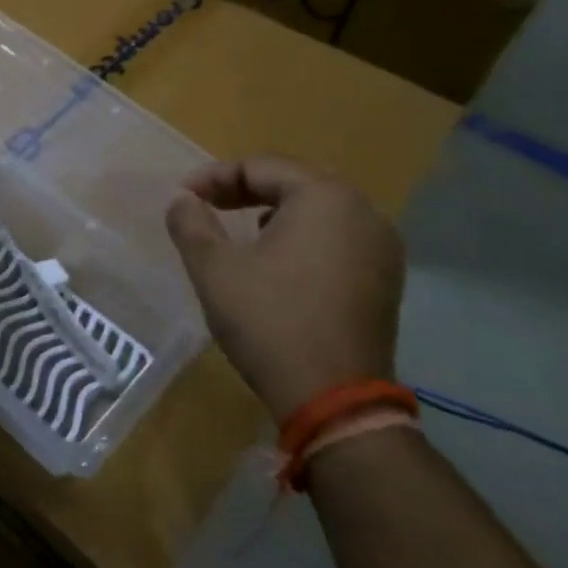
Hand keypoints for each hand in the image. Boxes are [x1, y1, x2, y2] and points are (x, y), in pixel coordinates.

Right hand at [165, 155, 403, 422]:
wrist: (335, 400)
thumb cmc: (270, 322)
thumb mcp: (214, 268)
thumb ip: (191, 223)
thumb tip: (182, 200)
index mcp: (325, 198)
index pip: (261, 167)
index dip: (214, 177)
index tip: (182, 196)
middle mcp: (364, 211)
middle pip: (295, 181)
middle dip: (246, 189)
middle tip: (206, 204)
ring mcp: (382, 247)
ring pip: (319, 209)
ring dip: (275, 210)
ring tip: (239, 229)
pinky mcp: (386, 279)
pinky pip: (338, 236)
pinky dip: (303, 235)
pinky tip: (278, 259)